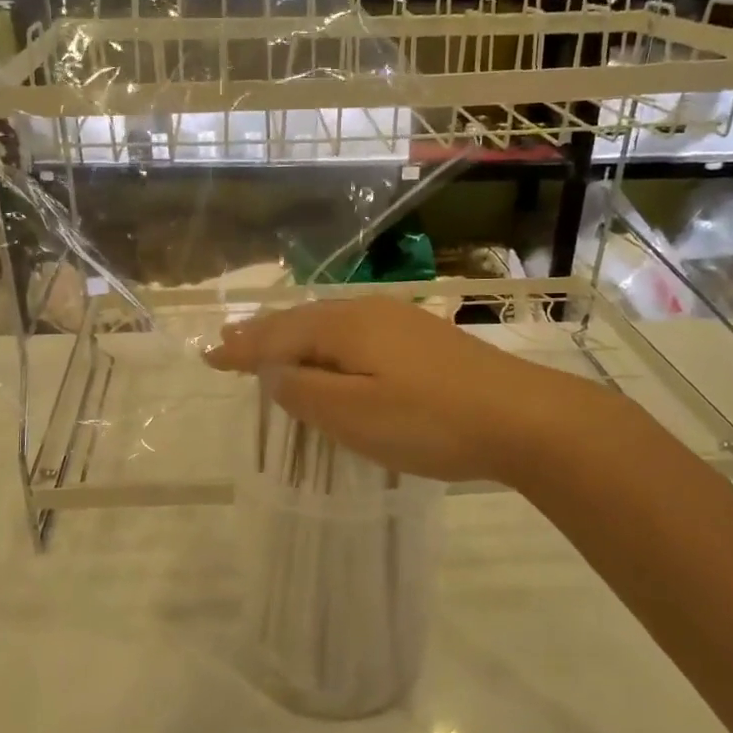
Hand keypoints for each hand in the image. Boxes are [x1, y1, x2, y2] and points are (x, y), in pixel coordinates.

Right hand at [204, 298, 606, 484]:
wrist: (523, 417)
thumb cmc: (428, 420)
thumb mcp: (353, 414)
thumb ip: (304, 392)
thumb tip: (274, 375)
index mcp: (343, 327)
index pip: (277, 335)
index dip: (241, 348)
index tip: (208, 357)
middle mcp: (367, 312)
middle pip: (302, 321)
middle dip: (263, 335)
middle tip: (229, 342)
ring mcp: (399, 323)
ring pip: (330, 326)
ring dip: (295, 338)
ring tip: (269, 348)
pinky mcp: (423, 341)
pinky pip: (355, 336)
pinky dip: (327, 346)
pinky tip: (333, 357)